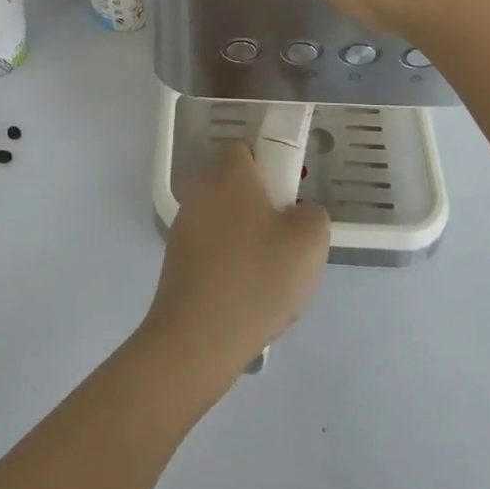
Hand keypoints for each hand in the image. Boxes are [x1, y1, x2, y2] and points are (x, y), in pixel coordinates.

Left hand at [140, 143, 329, 391]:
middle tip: (286, 243)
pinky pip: (213, 245)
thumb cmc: (257, 278)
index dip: (275, 172)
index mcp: (228, 171)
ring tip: (268, 276)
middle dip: (263, 207)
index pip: (251, 150)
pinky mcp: (176, 255)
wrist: (197, 338)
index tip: (290, 206)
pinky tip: (245, 293)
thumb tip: (299, 212)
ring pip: (227, 217)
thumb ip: (313, 212)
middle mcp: (200, 187)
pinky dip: (229, 261)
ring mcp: (184, 222)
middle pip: (238, 184)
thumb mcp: (310, 242)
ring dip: (247, 236)